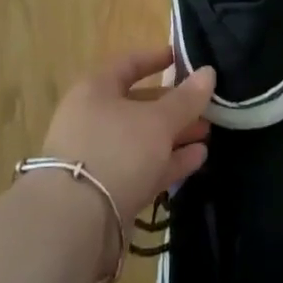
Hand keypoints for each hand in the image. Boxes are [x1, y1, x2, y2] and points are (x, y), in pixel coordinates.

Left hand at [35, 47, 213, 273]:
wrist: (74, 224)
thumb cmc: (116, 150)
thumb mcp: (158, 121)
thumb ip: (186, 99)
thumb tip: (209, 72)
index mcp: (96, 90)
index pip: (128, 64)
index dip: (156, 58)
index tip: (182, 58)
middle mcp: (93, 119)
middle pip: (138, 105)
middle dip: (174, 106)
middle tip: (206, 106)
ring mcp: (98, 157)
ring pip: (142, 139)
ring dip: (175, 136)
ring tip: (208, 134)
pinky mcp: (106, 192)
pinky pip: (142, 168)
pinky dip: (168, 162)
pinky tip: (198, 159)